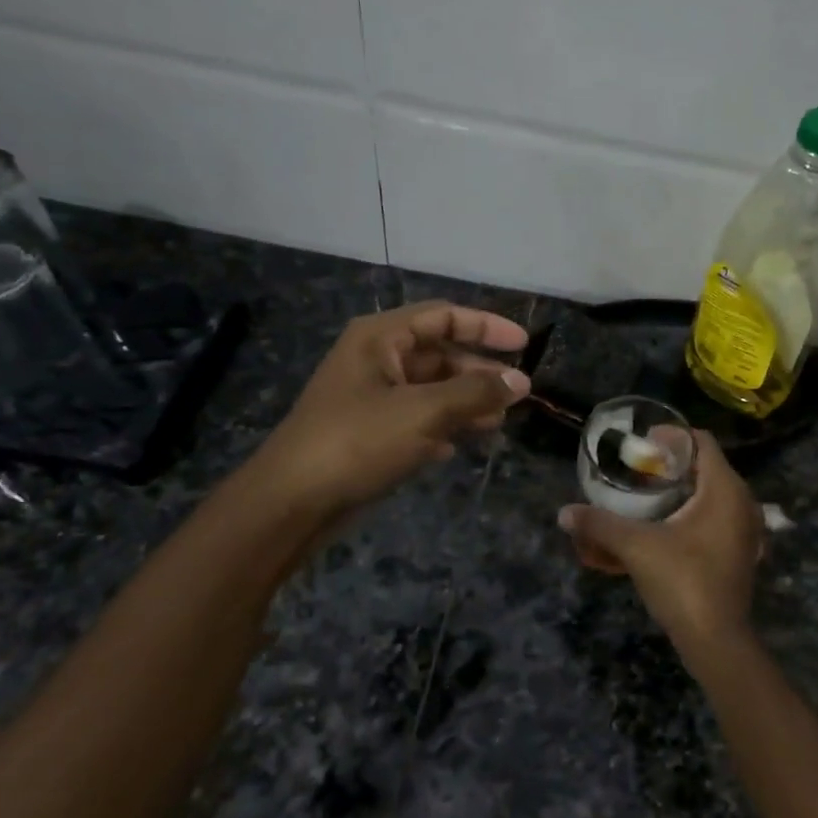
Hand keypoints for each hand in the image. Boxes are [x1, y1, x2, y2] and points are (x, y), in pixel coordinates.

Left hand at [252, 301, 529, 514]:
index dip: (486, 326)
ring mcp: (371, 397)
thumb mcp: (423, 412)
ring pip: (431, 389)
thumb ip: (475, 393)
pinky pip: (417, 418)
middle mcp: (375, 359)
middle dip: (479, 372)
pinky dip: (442, 426)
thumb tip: (521, 382)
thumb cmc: (358, 441)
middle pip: (439, 353)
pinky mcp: (370, 431)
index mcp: (380, 338)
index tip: (524, 345)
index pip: (444, 316)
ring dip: (465, 402)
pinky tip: (458, 446)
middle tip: (517, 393)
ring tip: (497, 422)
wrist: (293, 501)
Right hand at [558, 431, 764, 671]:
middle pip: (707, 466)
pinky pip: (718, 517)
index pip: (702, 441)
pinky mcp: (742, 551)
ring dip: (683, 490)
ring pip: (713, 494)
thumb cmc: (682, 581)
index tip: (642, 446)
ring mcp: (746, 529)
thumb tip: (564, 513)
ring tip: (649, 496)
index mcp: (725, 489)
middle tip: (640, 471)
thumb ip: (599, 525)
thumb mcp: (636, 547)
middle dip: (673, 465)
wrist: (716, 640)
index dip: (672, 437)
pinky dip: (694, 514)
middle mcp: (743, 502)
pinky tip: (667, 526)